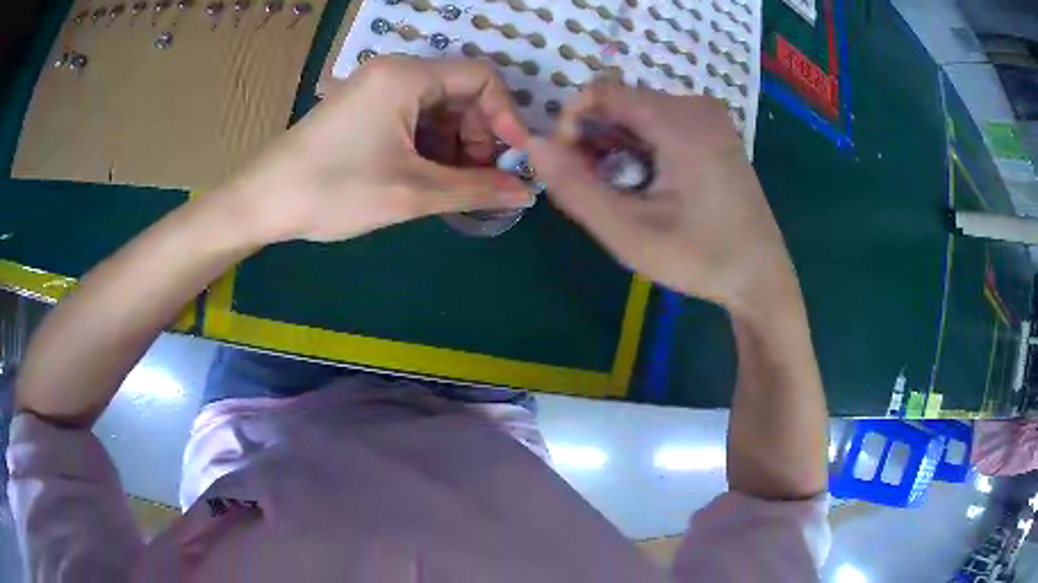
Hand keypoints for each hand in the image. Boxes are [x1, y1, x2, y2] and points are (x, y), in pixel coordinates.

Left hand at [222, 56, 534, 243]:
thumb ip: (475, 189)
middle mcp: (394, 72)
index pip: (482, 78)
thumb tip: (525, 192)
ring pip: (437, 109)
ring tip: (455, 187)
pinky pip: (412, 119)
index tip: (514, 159)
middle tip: (481, 181)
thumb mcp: (411, 192)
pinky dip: (429, 147)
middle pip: (460, 93)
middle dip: (479, 136)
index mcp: (407, 76)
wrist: (261, 202)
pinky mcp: (363, 110)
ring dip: (455, 146)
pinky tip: (428, 178)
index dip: (506, 116)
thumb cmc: (334, 190)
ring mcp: (376, 90)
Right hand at [527, 81, 795, 313]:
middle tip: (599, 191)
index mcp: (679, 119)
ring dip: (617, 148)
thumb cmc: (700, 258)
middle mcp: (696, 106)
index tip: (571, 168)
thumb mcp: (629, 232)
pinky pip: (661, 126)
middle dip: (595, 141)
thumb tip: (533, 145)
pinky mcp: (714, 133)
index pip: (600, 91)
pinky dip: (641, 150)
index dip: (571, 123)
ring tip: (625, 195)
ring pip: (638, 115)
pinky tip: (649, 187)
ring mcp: (710, 118)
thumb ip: (574, 188)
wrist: (760, 278)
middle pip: (620, 104)